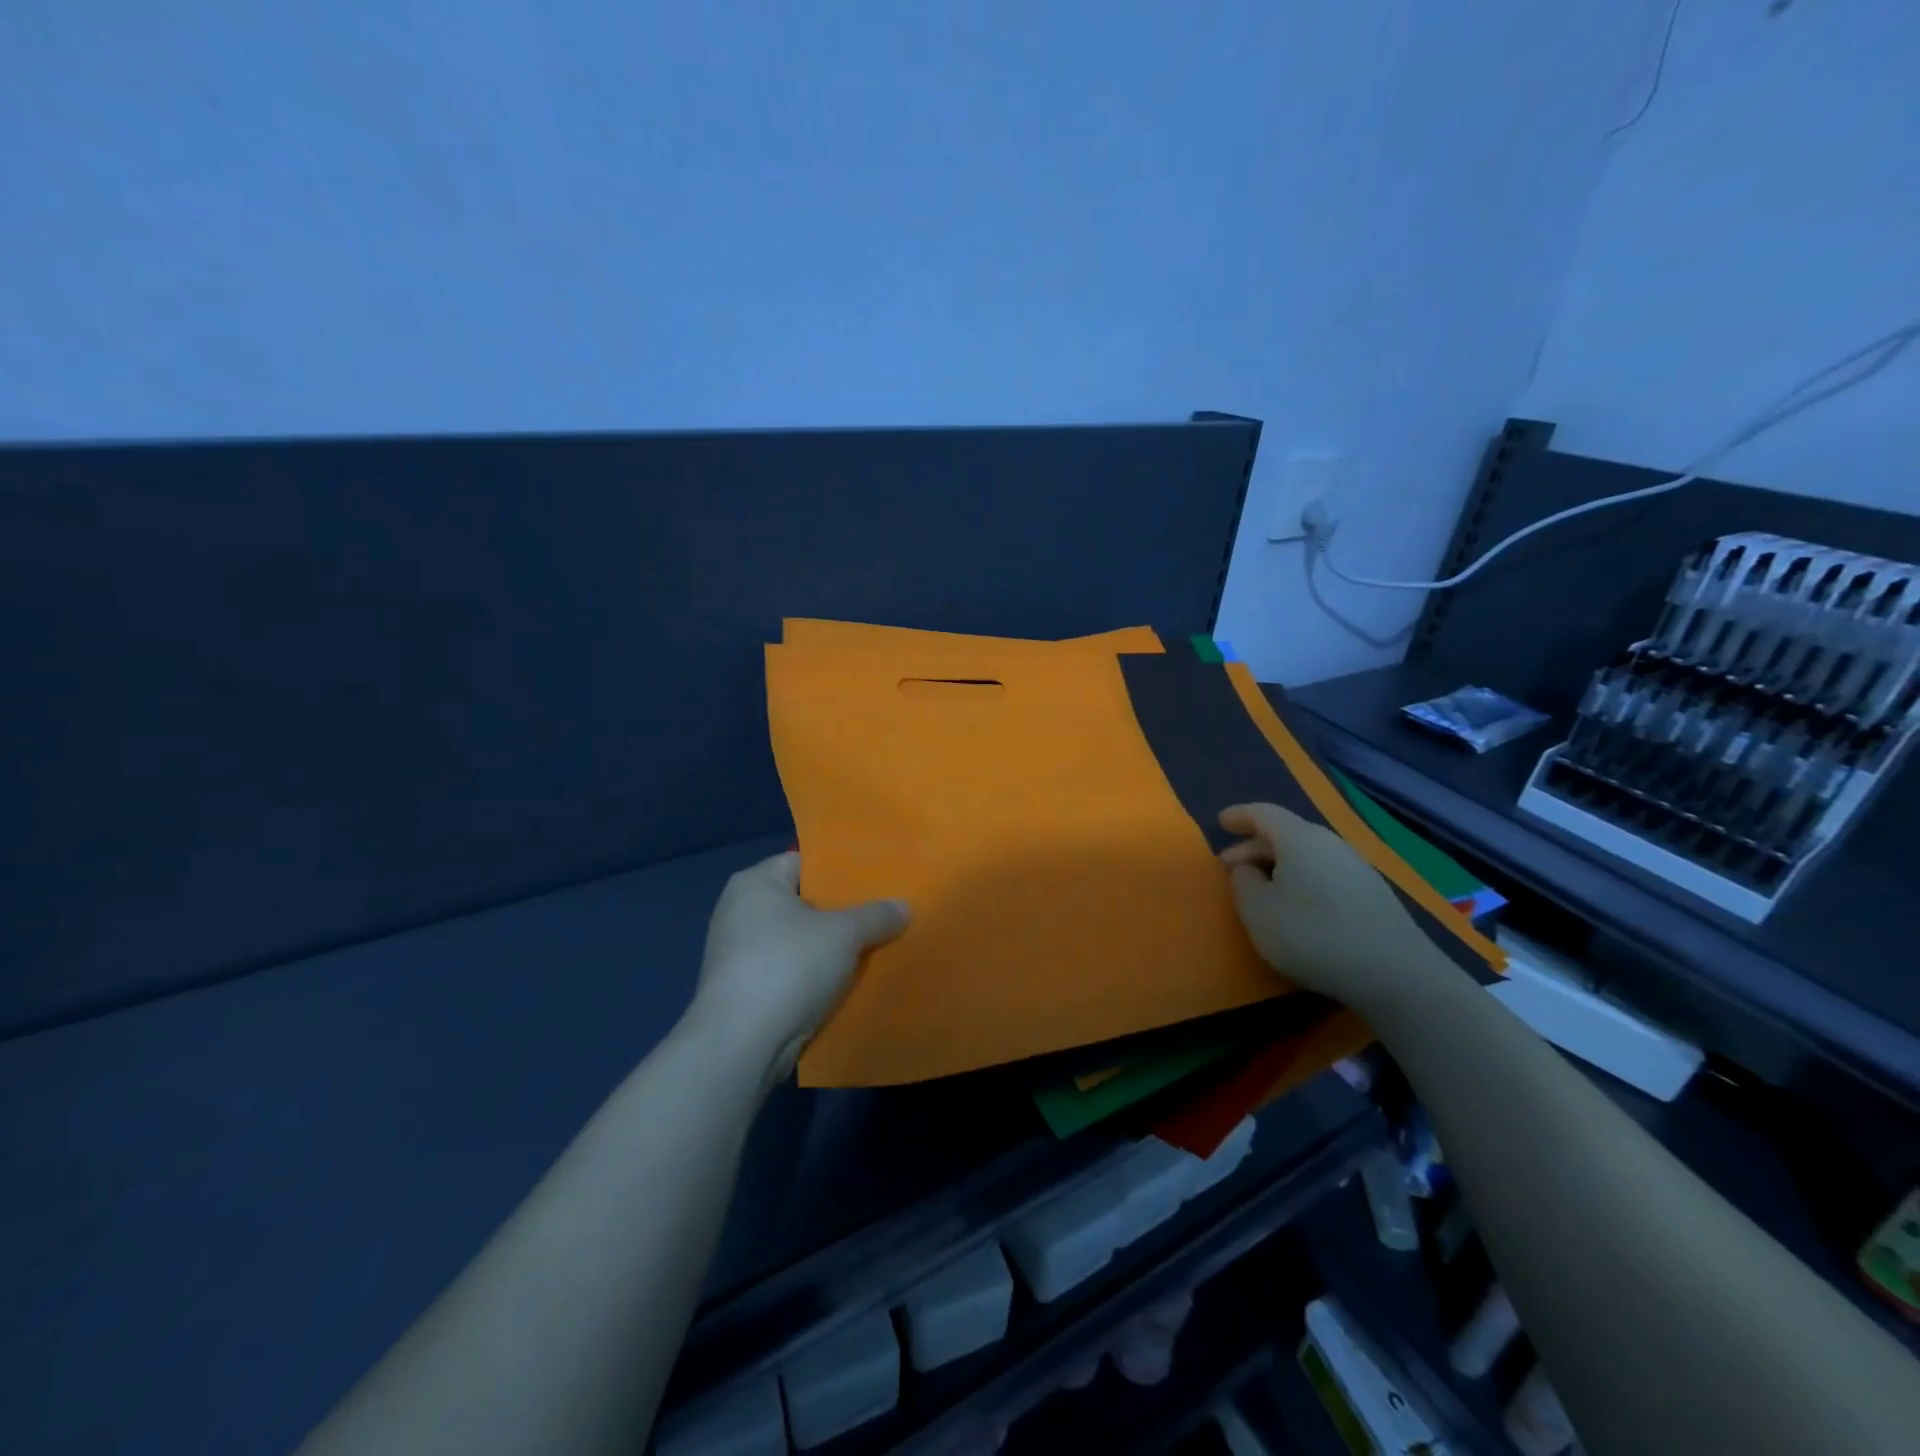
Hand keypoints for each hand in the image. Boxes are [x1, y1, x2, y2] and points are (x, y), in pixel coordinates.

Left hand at [693, 851, 909, 1081]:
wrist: (741, 1044)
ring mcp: (738, 954)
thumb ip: (876, 916)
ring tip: (873, 947)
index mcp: (755, 883)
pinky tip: (846, 983)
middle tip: (882, 913)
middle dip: (840, 912)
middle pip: (802, 902)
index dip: (840, 869)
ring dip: (829, 948)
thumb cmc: (789, 967)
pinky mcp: (742, 990)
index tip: (876, 879)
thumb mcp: (844, 934)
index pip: (804, 862)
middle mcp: (739, 911)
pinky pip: (788, 971)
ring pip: (798, 941)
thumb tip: (904, 906)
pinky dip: (813, 976)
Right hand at [1218, 802, 1444, 1012]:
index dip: (1239, 815)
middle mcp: (1330, 843)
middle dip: (1255, 847)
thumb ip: (1243, 883)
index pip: (1263, 813)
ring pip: (1307, 855)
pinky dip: (1303, 880)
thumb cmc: (1313, 935)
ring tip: (1262, 889)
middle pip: (1286, 833)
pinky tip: (1298, 906)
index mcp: (1299, 839)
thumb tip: (1247, 868)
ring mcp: (1357, 868)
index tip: (1221, 821)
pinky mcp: (1373, 894)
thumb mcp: (1258, 912)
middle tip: (1231, 868)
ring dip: (1280, 866)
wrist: (1397, 974)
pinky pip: (1325, 873)